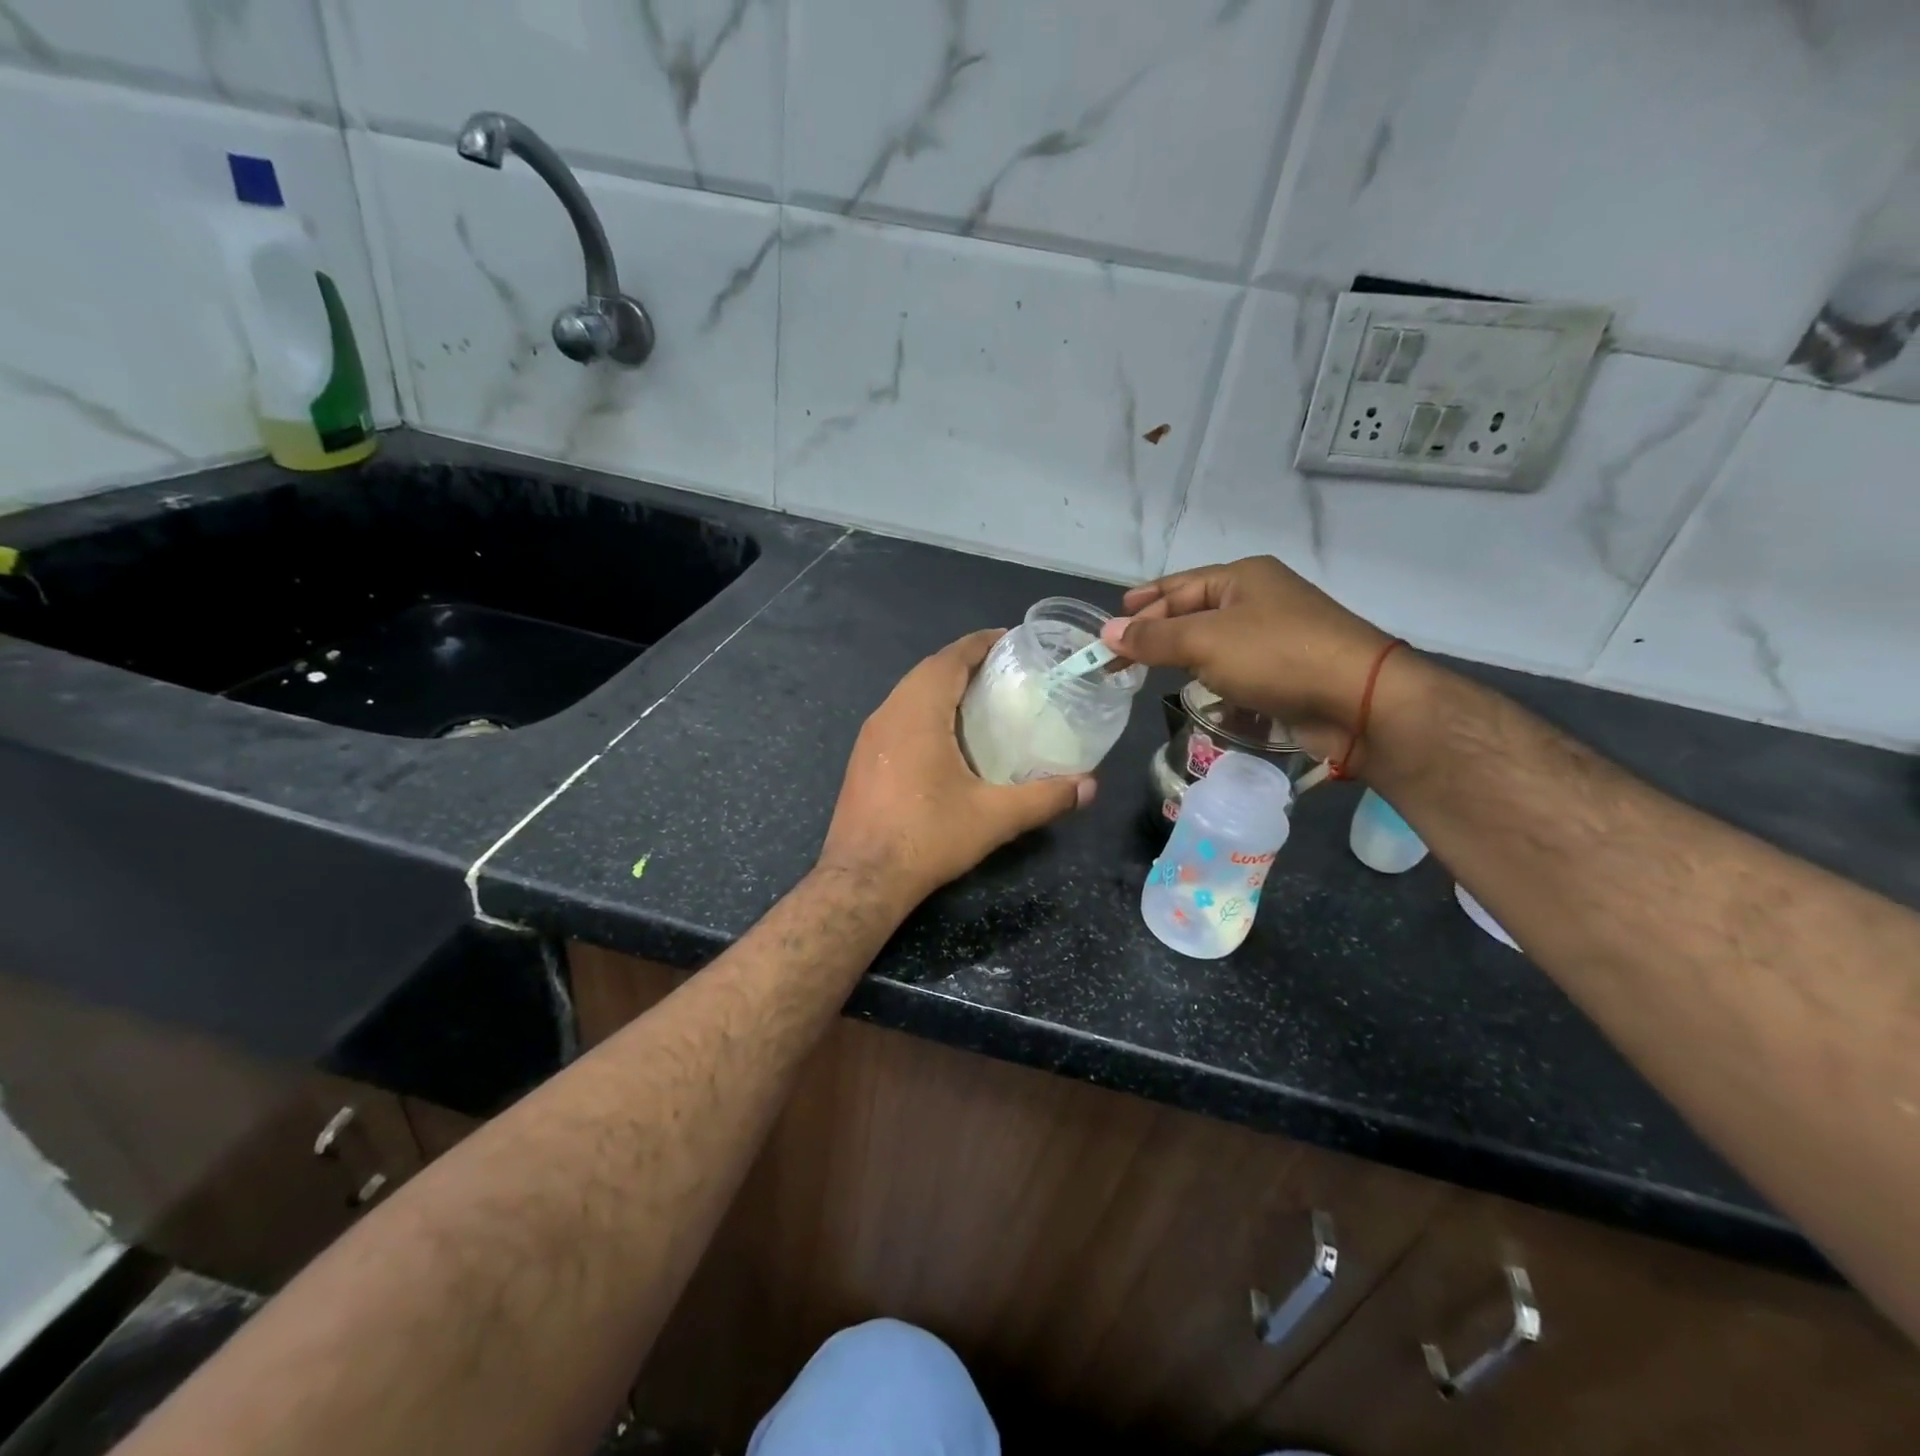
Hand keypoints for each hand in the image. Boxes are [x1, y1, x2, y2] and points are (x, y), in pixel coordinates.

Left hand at [819, 630, 1094, 905]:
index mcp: (917, 712)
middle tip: (1004, 671)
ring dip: (942, 686)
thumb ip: (1045, 798)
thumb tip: (1090, 787)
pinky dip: (925, 709)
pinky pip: (898, 715)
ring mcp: (870, 736)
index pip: (950, 658)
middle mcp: (888, 713)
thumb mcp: (993, 818)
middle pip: (928, 670)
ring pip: (909, 693)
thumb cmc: (926, 838)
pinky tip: (947, 736)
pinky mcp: (863, 759)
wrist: (861, 879)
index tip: (1010, 640)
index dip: (980, 643)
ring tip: (981, 698)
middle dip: (965, 662)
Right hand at [1101, 556, 1395, 762]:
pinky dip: (1212, 676)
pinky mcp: (1288, 670)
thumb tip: (1106, 632)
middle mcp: (1260, 599)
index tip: (1110, 625)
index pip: (1178, 586)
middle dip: (1158, 631)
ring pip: (1216, 641)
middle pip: (1195, 611)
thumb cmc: (1276, 656)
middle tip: (1121, 653)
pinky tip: (1195, 690)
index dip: (1143, 605)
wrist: (1359, 700)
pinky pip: (1236, 667)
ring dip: (1184, 655)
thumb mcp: (1205, 641)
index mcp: (1243, 577)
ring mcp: (1278, 635)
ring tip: (1149, 670)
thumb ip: (1153, 638)